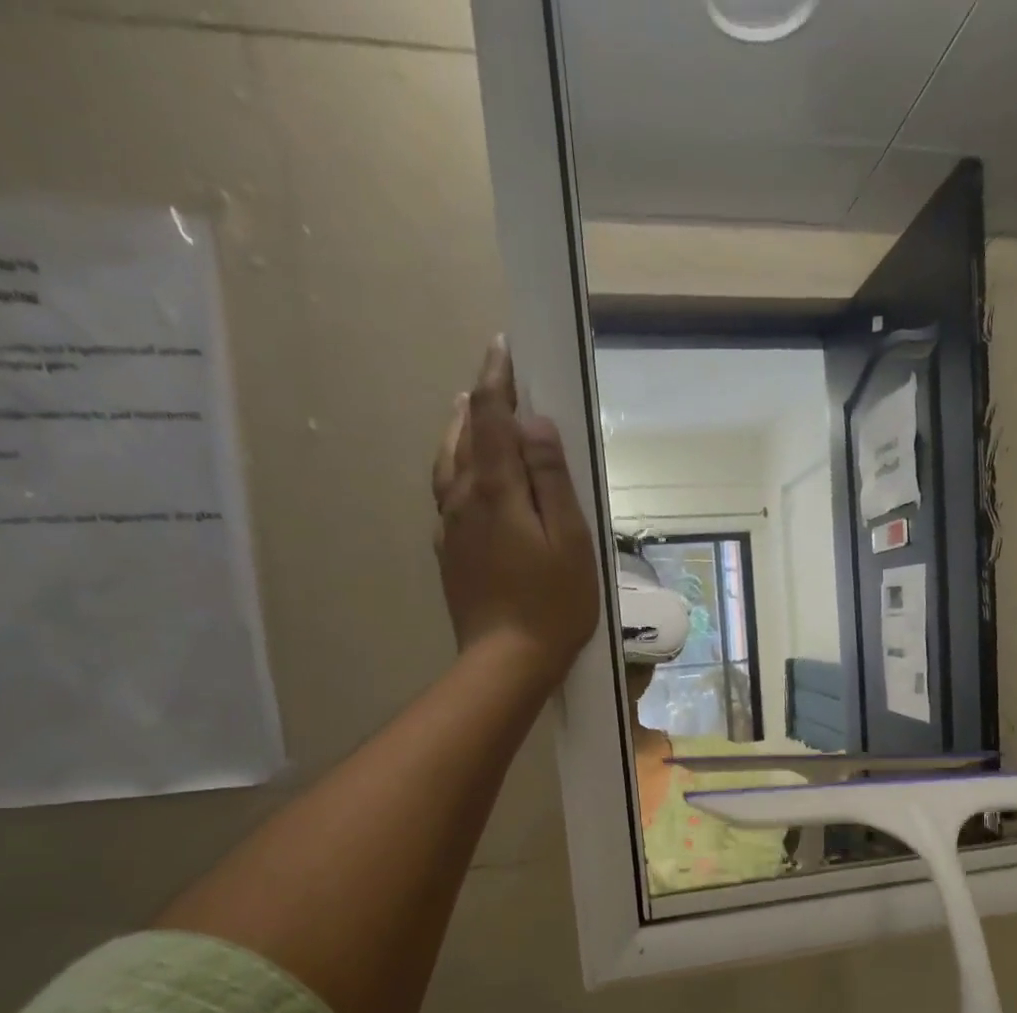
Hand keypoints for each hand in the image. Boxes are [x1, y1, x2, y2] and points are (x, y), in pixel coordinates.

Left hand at [433, 337, 600, 686]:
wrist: (506, 661)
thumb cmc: (553, 603)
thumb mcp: (570, 540)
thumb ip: (552, 479)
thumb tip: (536, 425)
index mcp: (495, 490)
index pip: (492, 418)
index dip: (498, 381)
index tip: (503, 349)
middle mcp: (462, 498)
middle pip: (464, 435)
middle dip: (479, 401)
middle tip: (495, 379)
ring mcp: (450, 527)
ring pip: (448, 463)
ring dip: (460, 430)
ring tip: (471, 411)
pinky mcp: (449, 552)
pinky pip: (446, 493)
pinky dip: (455, 467)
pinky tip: (465, 475)